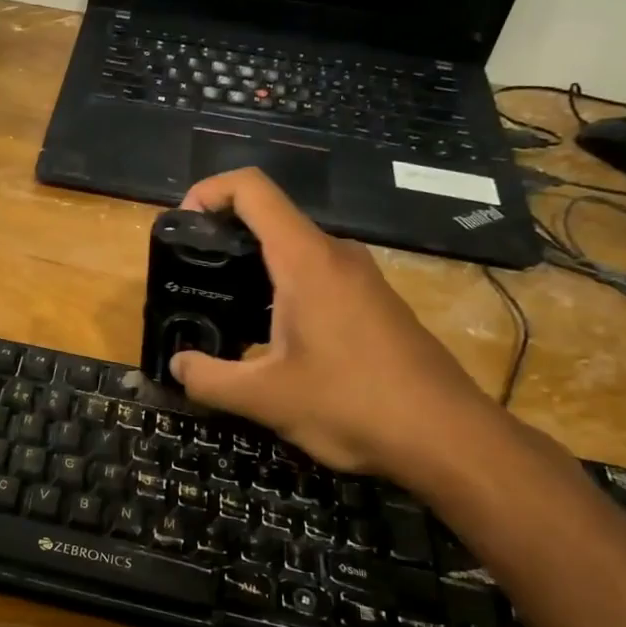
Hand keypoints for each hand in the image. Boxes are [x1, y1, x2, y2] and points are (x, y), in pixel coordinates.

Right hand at [168, 169, 504, 480]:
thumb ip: (208, 379)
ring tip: (221, 313)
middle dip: (222, 238)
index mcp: (305, 260)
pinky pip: (316, 277)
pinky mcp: (374, 303)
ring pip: (293, 252)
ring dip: (251, 270)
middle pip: (270, 218)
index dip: (209, 191)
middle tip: (191, 279)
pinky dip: (281, 291)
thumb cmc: (353, 404)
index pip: (252, 189)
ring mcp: (360, 278)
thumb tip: (177, 365)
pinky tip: (270, 340)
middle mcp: (335, 255)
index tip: (181, 227)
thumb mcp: (265, 398)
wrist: (448, 437)